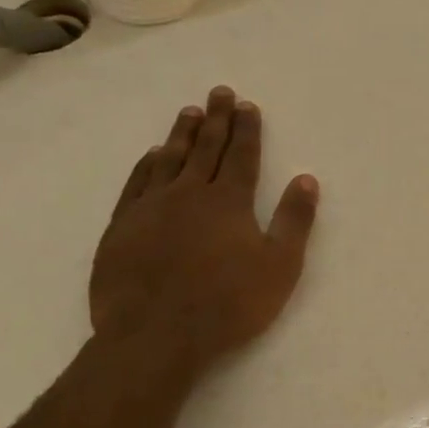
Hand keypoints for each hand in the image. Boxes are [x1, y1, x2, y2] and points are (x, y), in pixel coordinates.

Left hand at [90, 86, 318, 369]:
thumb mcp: (279, 266)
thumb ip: (294, 221)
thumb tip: (306, 179)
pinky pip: (137, 183)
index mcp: (229, 201)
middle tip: (219, 93)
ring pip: (170, 159)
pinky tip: (153, 155)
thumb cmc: (228, 304)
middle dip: (216, 119)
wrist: (155, 335)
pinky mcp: (122, 226)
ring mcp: (151, 207)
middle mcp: (189, 193)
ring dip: (182, 134)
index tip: (247, 105)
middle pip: (205, 148)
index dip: (247, 129)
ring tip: (189, 111)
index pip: (242, 155)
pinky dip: (147, 164)